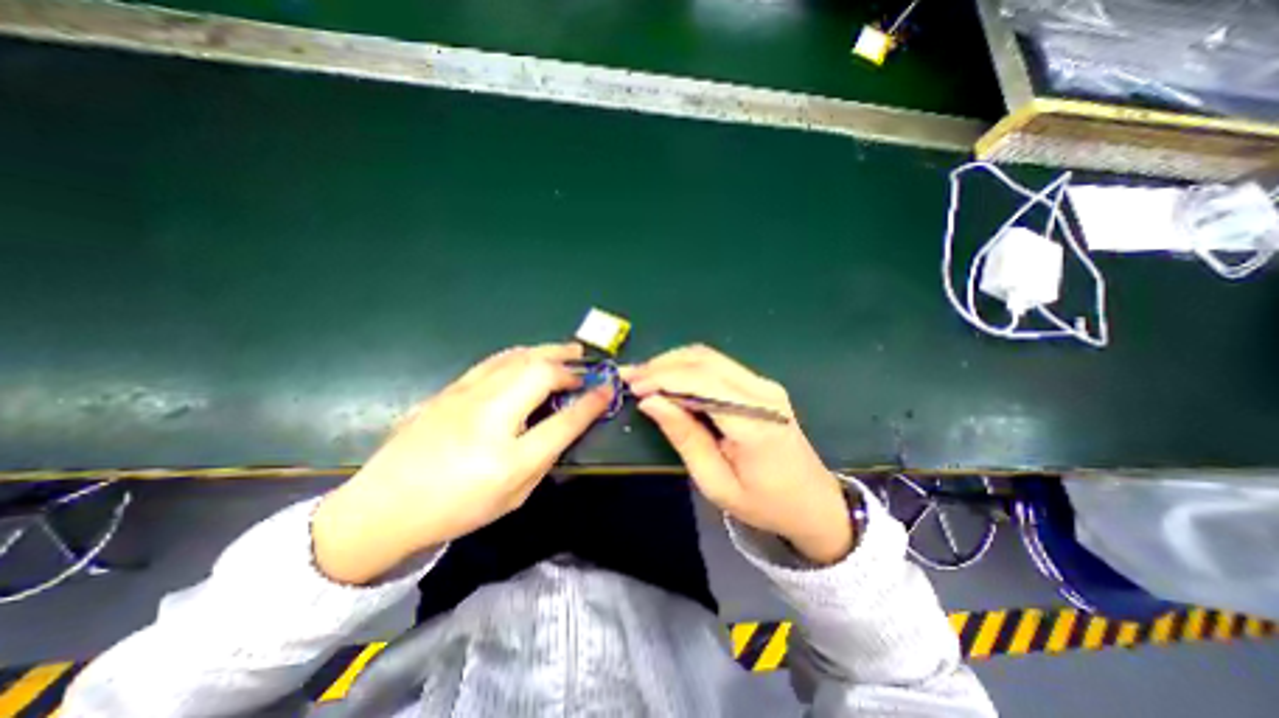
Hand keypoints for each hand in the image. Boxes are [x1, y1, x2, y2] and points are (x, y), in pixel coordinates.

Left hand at [312, 343, 606, 581]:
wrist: (384, 507)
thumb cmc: (456, 508)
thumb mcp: (513, 495)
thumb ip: (544, 457)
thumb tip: (564, 424)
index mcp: (508, 457)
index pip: (564, 420)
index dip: (591, 403)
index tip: (608, 389)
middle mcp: (488, 418)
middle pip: (539, 374)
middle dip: (569, 365)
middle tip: (587, 362)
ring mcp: (464, 397)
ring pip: (516, 359)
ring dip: (547, 352)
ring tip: (567, 350)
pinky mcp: (449, 390)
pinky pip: (494, 362)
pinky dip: (520, 354)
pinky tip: (529, 355)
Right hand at [623, 348, 851, 567]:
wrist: (814, 502)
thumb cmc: (764, 503)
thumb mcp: (716, 482)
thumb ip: (684, 436)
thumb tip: (651, 402)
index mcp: (754, 421)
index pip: (701, 381)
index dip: (662, 377)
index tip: (632, 386)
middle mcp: (762, 391)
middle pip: (704, 360)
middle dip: (662, 365)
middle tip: (631, 378)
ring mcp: (764, 384)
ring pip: (709, 357)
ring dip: (673, 363)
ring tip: (645, 378)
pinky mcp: (761, 385)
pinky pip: (717, 366)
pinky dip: (688, 368)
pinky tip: (670, 380)